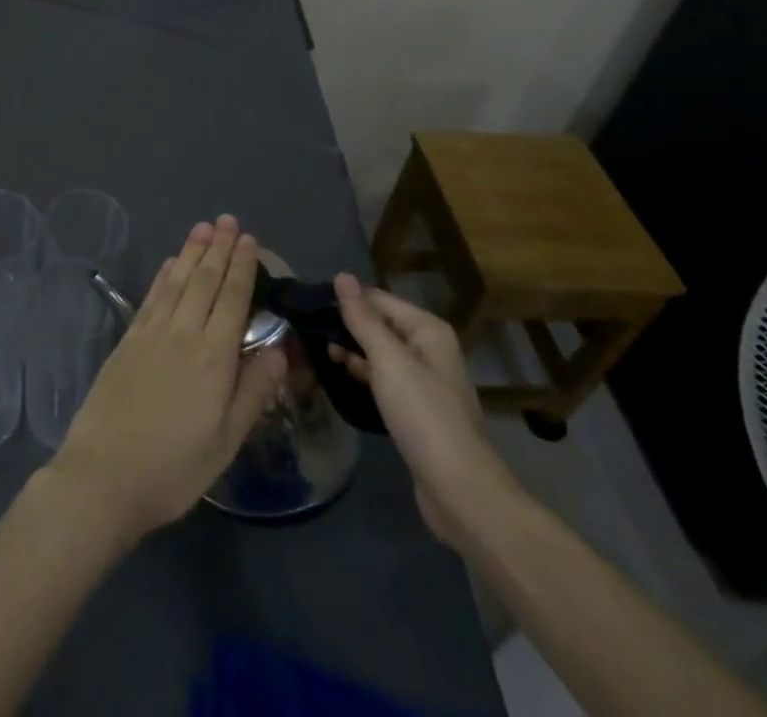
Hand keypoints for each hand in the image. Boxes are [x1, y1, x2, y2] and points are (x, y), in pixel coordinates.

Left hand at [48, 217, 286, 544]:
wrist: (103, 476)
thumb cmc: (173, 469)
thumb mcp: (226, 442)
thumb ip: (253, 392)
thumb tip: (278, 348)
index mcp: (213, 358)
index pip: (232, 299)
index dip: (242, 267)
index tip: (249, 240)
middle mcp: (182, 334)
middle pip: (204, 281)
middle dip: (218, 249)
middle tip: (228, 220)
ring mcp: (150, 334)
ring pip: (176, 281)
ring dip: (191, 252)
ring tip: (202, 228)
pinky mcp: (127, 341)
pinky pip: (151, 297)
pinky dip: (163, 275)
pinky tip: (169, 263)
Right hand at [329, 274, 521, 546]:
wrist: (460, 490)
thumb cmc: (423, 415)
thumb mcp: (388, 360)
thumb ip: (362, 318)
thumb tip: (342, 275)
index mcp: (427, 330)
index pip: (377, 299)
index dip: (345, 302)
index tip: (308, 309)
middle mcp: (429, 348)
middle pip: (380, 324)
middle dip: (346, 327)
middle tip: (307, 332)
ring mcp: (424, 380)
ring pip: (380, 353)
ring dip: (352, 351)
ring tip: (316, 352)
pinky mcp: (417, 408)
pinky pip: (384, 379)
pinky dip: (363, 374)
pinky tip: (341, 377)